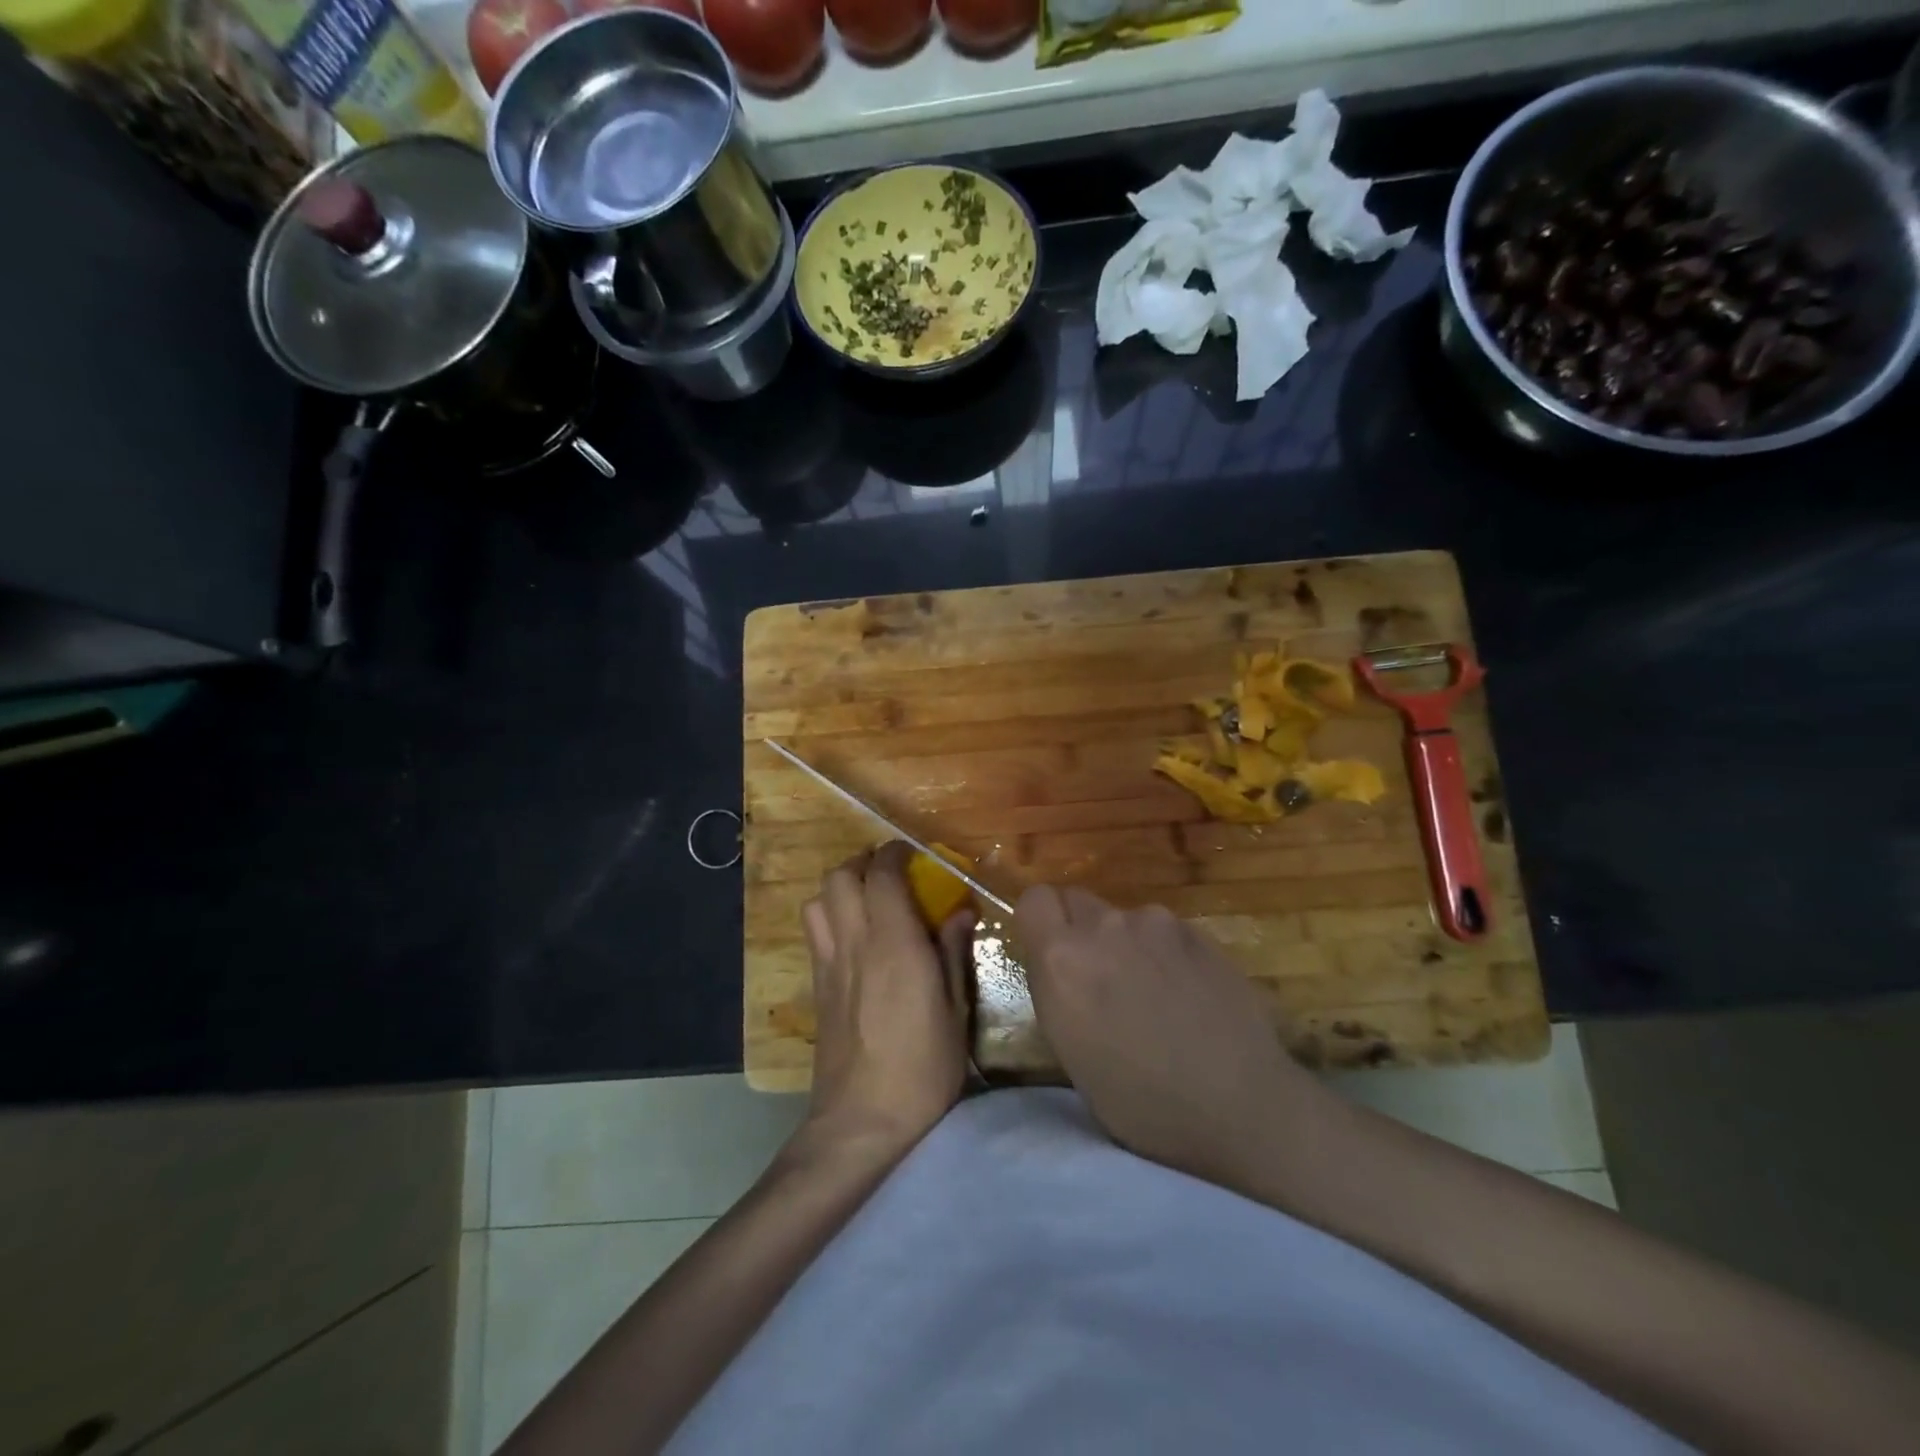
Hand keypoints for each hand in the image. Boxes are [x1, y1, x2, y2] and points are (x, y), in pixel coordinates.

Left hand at [800, 842, 973, 1156]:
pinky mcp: (817, 986)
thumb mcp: (955, 1011)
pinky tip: (853, 937)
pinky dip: (830, 915)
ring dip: (840, 887)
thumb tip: (961, 912)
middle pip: (840, 876)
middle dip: (863, 863)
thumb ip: (954, 953)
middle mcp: (855, 943)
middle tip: (890, 873)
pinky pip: (815, 931)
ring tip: (867, 900)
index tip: (913, 854)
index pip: (882, 875)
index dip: (895, 854)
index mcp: (894, 944)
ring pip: (817, 900)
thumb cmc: (922, 1068)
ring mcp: (829, 963)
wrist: (861, 1121)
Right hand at [1018, 885, 1330, 1192]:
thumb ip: (1058, 989)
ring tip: (1154, 994)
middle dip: (1080, 930)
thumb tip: (1062, 967)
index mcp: (1062, 959)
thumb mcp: (1071, 1052)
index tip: (1051, 954)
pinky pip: (1164, 931)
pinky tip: (1189, 994)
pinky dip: (1165, 952)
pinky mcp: (1198, 932)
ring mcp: (1155, 924)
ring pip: (1124, 918)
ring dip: (1126, 943)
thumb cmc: (1141, 1103)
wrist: (1240, 1107)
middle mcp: (1104, 927)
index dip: (1041, 923)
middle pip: (1077, 900)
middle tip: (1101, 978)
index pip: (1034, 900)